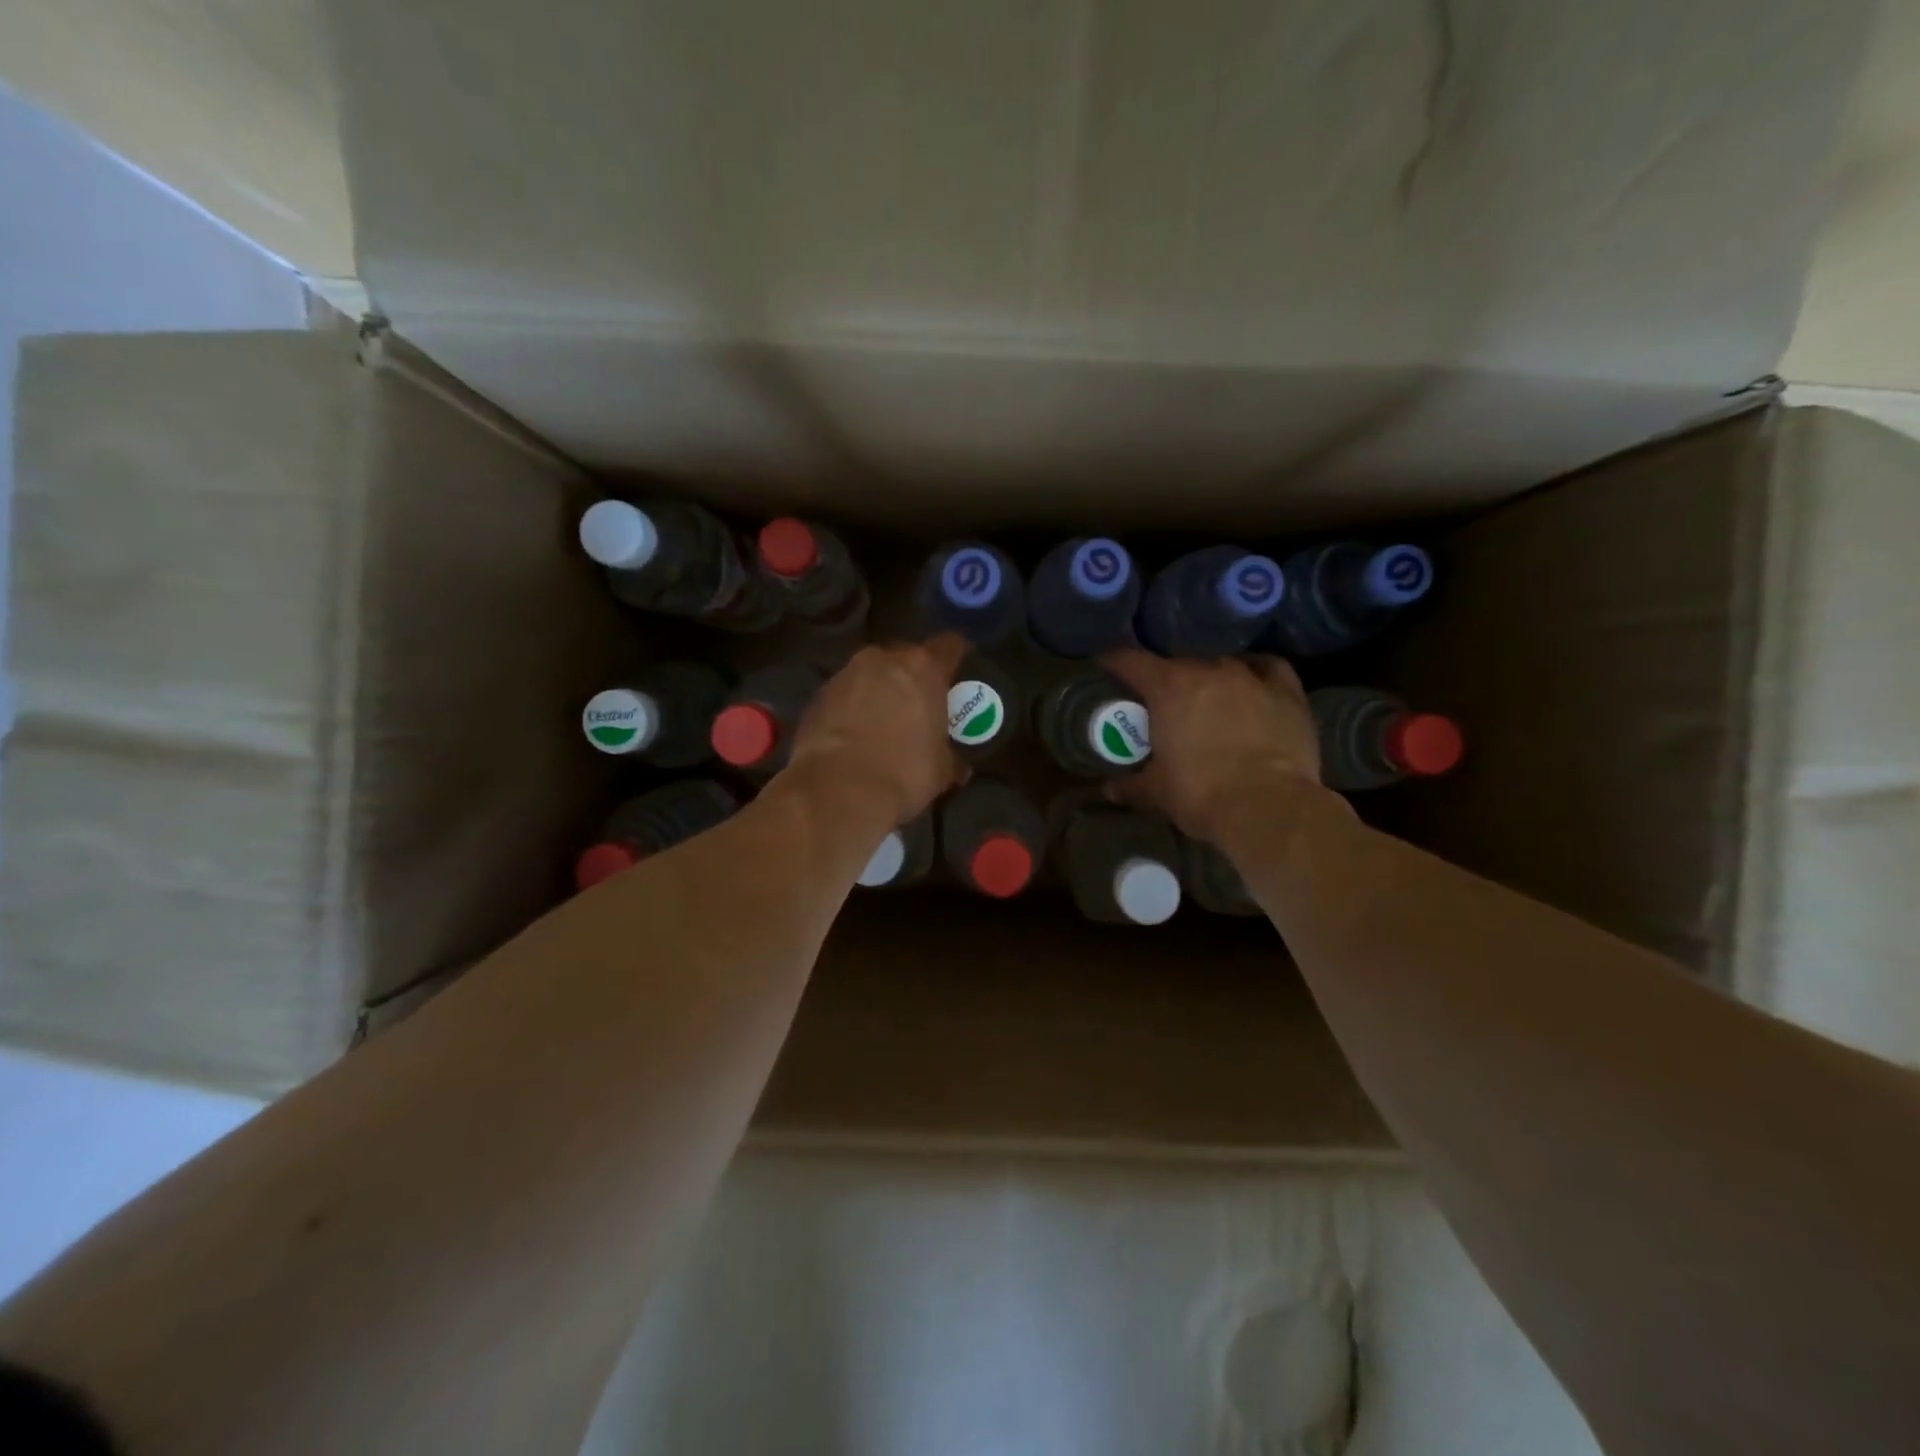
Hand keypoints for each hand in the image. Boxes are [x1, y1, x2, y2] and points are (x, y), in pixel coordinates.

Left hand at [785, 634, 968, 826]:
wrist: (838, 790)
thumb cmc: (904, 773)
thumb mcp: (941, 770)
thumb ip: (951, 758)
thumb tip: (959, 767)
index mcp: (923, 669)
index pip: (949, 645)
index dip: (956, 656)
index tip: (958, 670)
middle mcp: (883, 660)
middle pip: (905, 656)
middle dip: (912, 675)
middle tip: (918, 702)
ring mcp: (845, 674)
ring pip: (870, 673)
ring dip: (878, 689)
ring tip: (882, 720)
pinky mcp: (817, 696)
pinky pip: (844, 694)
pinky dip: (851, 707)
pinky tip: (853, 734)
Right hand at [1100, 650, 1320, 841]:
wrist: (1269, 808)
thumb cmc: (1201, 795)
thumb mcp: (1157, 793)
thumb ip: (1131, 786)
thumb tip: (1108, 790)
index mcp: (1168, 688)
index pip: (1131, 661)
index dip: (1114, 661)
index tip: (1107, 665)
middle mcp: (1208, 671)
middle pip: (1178, 663)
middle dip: (1166, 679)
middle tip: (1163, 702)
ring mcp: (1251, 677)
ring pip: (1222, 664)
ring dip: (1210, 677)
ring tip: (1208, 697)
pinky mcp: (1287, 691)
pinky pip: (1268, 668)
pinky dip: (1256, 671)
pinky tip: (1253, 683)